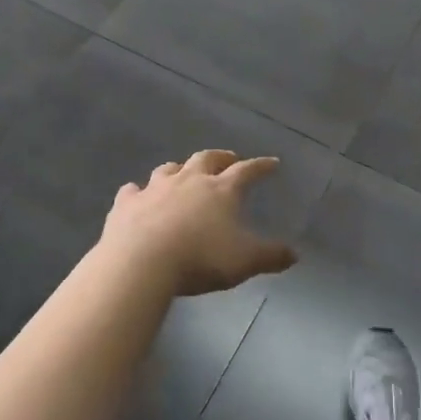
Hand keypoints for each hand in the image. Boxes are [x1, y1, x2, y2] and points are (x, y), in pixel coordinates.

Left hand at [103, 150, 294, 296]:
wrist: (141, 262)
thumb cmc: (200, 258)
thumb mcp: (244, 261)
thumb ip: (270, 256)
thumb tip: (294, 254)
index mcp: (221, 190)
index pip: (246, 171)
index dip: (261, 166)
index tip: (272, 163)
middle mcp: (189, 180)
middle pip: (207, 159)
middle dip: (220, 157)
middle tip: (229, 158)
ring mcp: (155, 188)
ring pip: (169, 169)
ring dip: (179, 168)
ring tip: (184, 172)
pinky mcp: (126, 203)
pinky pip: (132, 190)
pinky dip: (137, 191)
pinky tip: (136, 194)